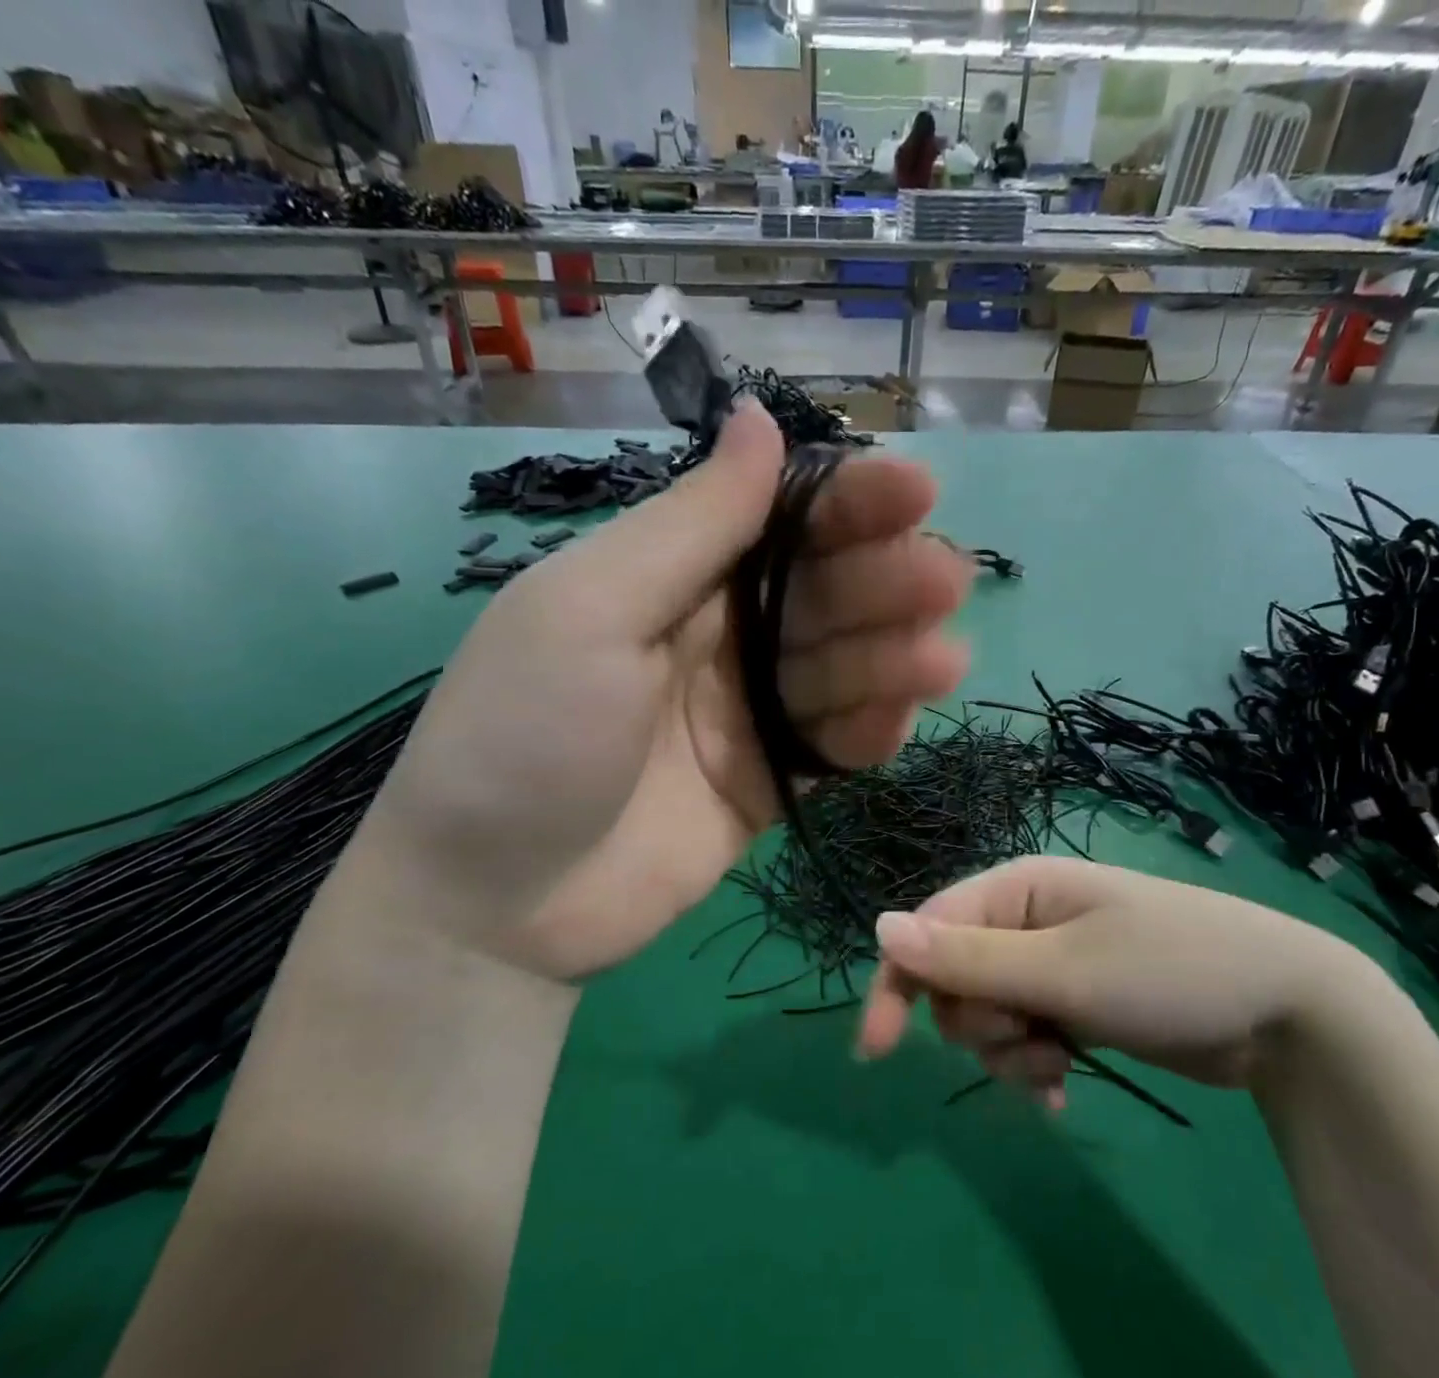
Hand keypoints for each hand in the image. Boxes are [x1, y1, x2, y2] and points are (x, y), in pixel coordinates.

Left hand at [354, 404, 972, 978]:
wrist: (495, 901)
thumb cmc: (530, 733)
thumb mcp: (592, 610)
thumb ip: (691, 524)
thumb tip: (758, 414)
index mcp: (670, 578)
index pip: (777, 521)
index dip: (847, 503)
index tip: (918, 490)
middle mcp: (716, 638)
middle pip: (821, 593)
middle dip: (884, 580)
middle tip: (944, 580)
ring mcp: (745, 715)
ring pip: (839, 668)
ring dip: (892, 657)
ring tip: (940, 659)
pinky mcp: (767, 785)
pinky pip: (832, 746)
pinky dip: (869, 731)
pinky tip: (900, 720)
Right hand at [857, 856, 1379, 1101]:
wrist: (1286, 1014)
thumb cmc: (1170, 971)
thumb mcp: (1064, 970)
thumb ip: (969, 957)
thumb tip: (879, 928)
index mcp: (1015, 888)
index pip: (927, 931)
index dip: (898, 985)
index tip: (877, 1050)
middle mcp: (1024, 920)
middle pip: (953, 979)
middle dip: (979, 1023)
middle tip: (1032, 1038)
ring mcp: (1049, 963)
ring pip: (986, 1015)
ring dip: (1010, 1051)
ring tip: (1060, 1064)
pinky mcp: (1073, 1002)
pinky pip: (1023, 1035)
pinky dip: (1033, 1064)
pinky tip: (1062, 1088)